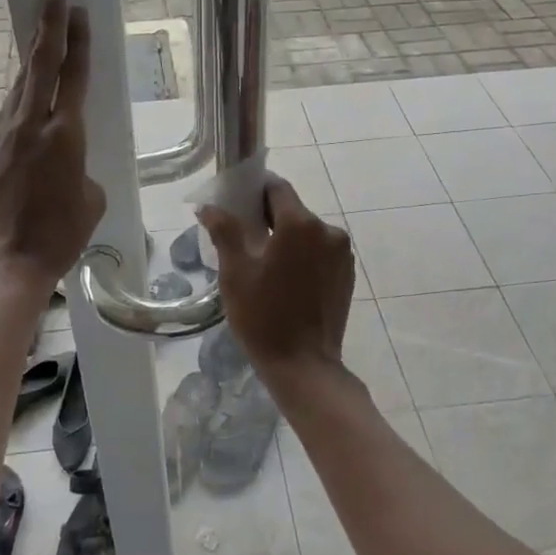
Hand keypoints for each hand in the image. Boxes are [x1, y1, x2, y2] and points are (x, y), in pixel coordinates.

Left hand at [0, 0, 105, 296]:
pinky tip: (27, 97)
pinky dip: (21, 96)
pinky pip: (9, 113)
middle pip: (39, 64)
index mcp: (64, 134)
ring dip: (33, 57)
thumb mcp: (90, 201)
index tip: (76, 7)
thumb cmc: (58, 236)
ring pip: (20, 86)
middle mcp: (30, 125)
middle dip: (47, 24)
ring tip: (41, 34)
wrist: (3, 264)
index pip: (73, 75)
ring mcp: (3, 136)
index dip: (77, 39)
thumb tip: (70, 170)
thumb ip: (83, 172)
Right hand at [197, 179, 354, 391]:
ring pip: (307, 232)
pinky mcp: (347, 274)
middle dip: (268, 218)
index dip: (255, 191)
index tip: (237, 203)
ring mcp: (342, 254)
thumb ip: (224, 231)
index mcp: (300, 224)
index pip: (277, 188)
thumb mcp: (235, 272)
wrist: (303, 366)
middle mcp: (328, 231)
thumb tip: (208, 206)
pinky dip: (304, 256)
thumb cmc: (263, 316)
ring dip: (287, 239)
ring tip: (265, 264)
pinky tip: (287, 279)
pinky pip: (321, 252)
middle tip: (244, 238)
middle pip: (293, 211)